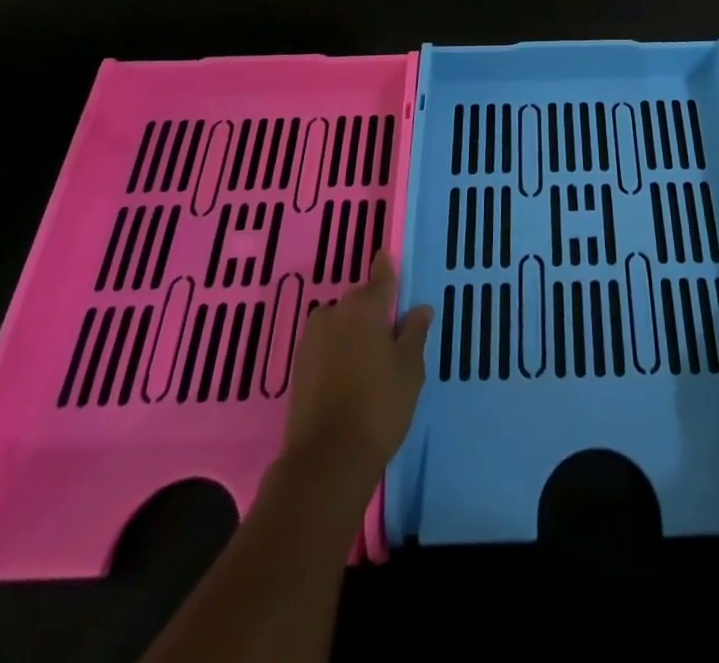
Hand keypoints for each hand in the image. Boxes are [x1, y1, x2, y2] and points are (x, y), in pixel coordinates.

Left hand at [280, 258, 432, 491]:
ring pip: (340, 324)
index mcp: (365, 307)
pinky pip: (326, 345)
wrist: (326, 460)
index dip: (387, 268)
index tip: (389, 258)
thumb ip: (414, 334)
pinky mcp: (298, 366)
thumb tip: (420, 308)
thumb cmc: (379, 407)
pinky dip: (338, 351)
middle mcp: (335, 313)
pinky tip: (350, 374)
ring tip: (370, 359)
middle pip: (359, 301)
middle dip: (373, 311)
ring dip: (353, 332)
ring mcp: (312, 339)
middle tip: (391, 334)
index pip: (381, 276)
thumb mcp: (409, 370)